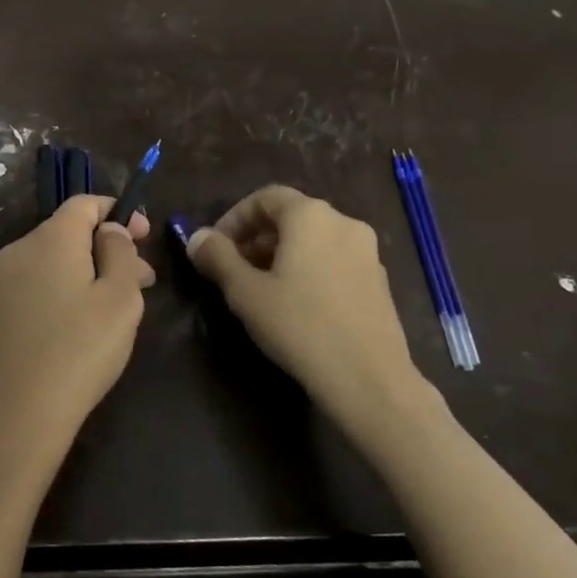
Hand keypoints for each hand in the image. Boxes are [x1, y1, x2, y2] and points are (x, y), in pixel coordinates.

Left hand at [0, 195, 154, 484]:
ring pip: (58, 260)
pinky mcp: (1, 312)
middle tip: (145, 278)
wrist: (15, 415)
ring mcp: (5, 282)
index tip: (146, 236)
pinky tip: (89, 324)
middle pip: (71, 231)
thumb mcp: (120, 298)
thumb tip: (111, 230)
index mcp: (50, 238)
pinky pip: (42, 284)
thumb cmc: (79, 349)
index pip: (84, 203)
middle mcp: (21, 250)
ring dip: (93, 270)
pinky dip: (70, 289)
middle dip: (110, 246)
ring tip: (124, 304)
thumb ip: (120, 253)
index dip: (118, 211)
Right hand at [186, 185, 438, 439]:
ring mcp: (367, 252)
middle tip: (234, 269)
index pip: (265, 198)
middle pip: (291, 216)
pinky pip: (334, 260)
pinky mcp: (378, 281)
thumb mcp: (245, 292)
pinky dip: (309, 268)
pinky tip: (296, 304)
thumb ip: (218, 258)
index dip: (235, 218)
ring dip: (282, 254)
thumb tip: (197, 237)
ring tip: (261, 288)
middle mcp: (343, 222)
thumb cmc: (300, 326)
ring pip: (314, 239)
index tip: (215, 247)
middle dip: (257, 237)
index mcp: (311, 216)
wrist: (369, 379)